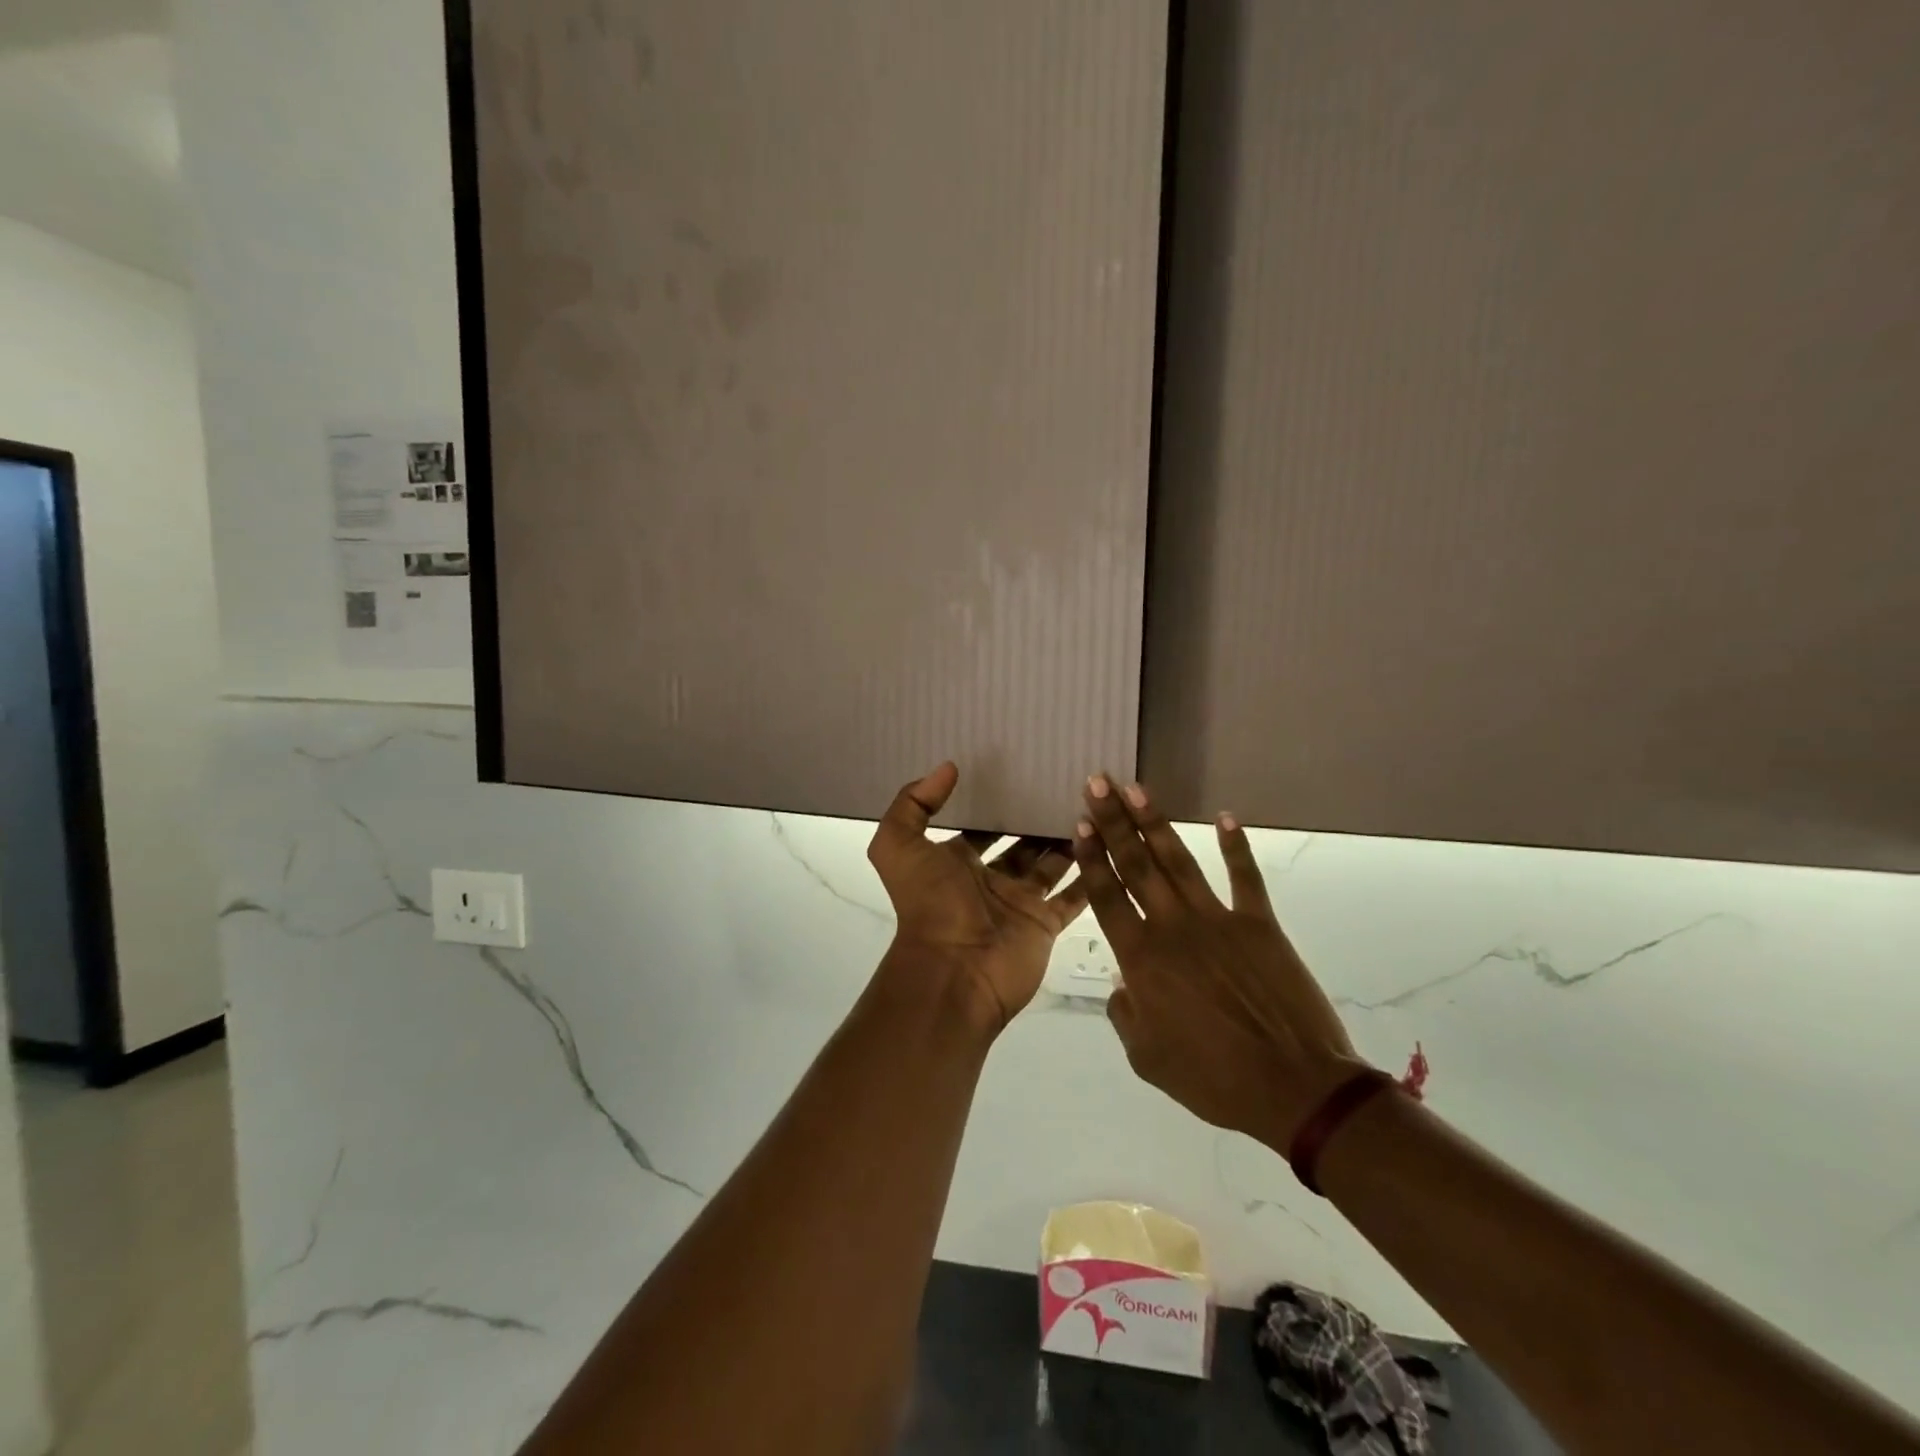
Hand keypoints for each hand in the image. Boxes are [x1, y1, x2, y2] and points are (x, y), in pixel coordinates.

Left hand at [867, 763, 1087, 1030]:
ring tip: (1094, 804)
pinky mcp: (1045, 923)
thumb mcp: (898, 847)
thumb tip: (948, 768)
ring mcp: (1020, 902)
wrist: (954, 973)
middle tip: (1067, 782)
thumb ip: (913, 804)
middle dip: (1037, 818)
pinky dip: (1090, 875)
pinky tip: (1110, 843)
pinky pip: (1073, 896)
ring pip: (1050, 864)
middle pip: (1019, 842)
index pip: (979, 826)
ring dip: (1067, 840)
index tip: (1021, 770)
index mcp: (954, 862)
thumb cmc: (928, 905)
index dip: (995, 802)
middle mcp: (989, 880)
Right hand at [1074, 774, 1366, 1147]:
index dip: (1092, 857)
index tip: (1081, 823)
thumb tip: (1122, 985)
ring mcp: (1219, 921)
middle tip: (1097, 783)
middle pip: (1137, 865)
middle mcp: (1173, 928)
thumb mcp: (1148, 1059)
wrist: (1294, 1088)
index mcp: (1142, 960)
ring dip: (1155, 823)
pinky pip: (1245, 877)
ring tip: (1136, 789)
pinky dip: (1236, 846)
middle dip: (1114, 821)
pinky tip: (1226, 817)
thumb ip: (1125, 1015)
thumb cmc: (1214, 1079)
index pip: (1108, 896)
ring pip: (1179, 862)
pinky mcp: (1260, 925)